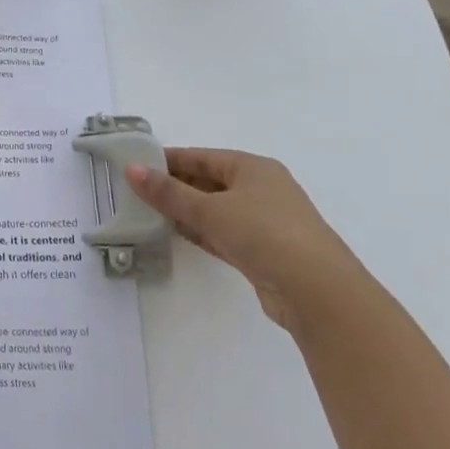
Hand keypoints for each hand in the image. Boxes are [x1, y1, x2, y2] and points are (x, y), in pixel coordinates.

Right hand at [125, 148, 364, 335]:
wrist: (318, 292)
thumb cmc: (264, 234)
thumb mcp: (210, 209)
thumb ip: (169, 192)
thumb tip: (132, 170)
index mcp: (253, 167)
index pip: (202, 156)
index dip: (169, 159)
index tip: (136, 164)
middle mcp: (261, 189)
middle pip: (208, 181)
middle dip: (174, 186)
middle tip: (136, 190)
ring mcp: (264, 222)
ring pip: (215, 209)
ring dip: (185, 211)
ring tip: (147, 211)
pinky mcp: (263, 251)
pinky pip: (222, 233)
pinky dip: (200, 231)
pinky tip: (175, 233)